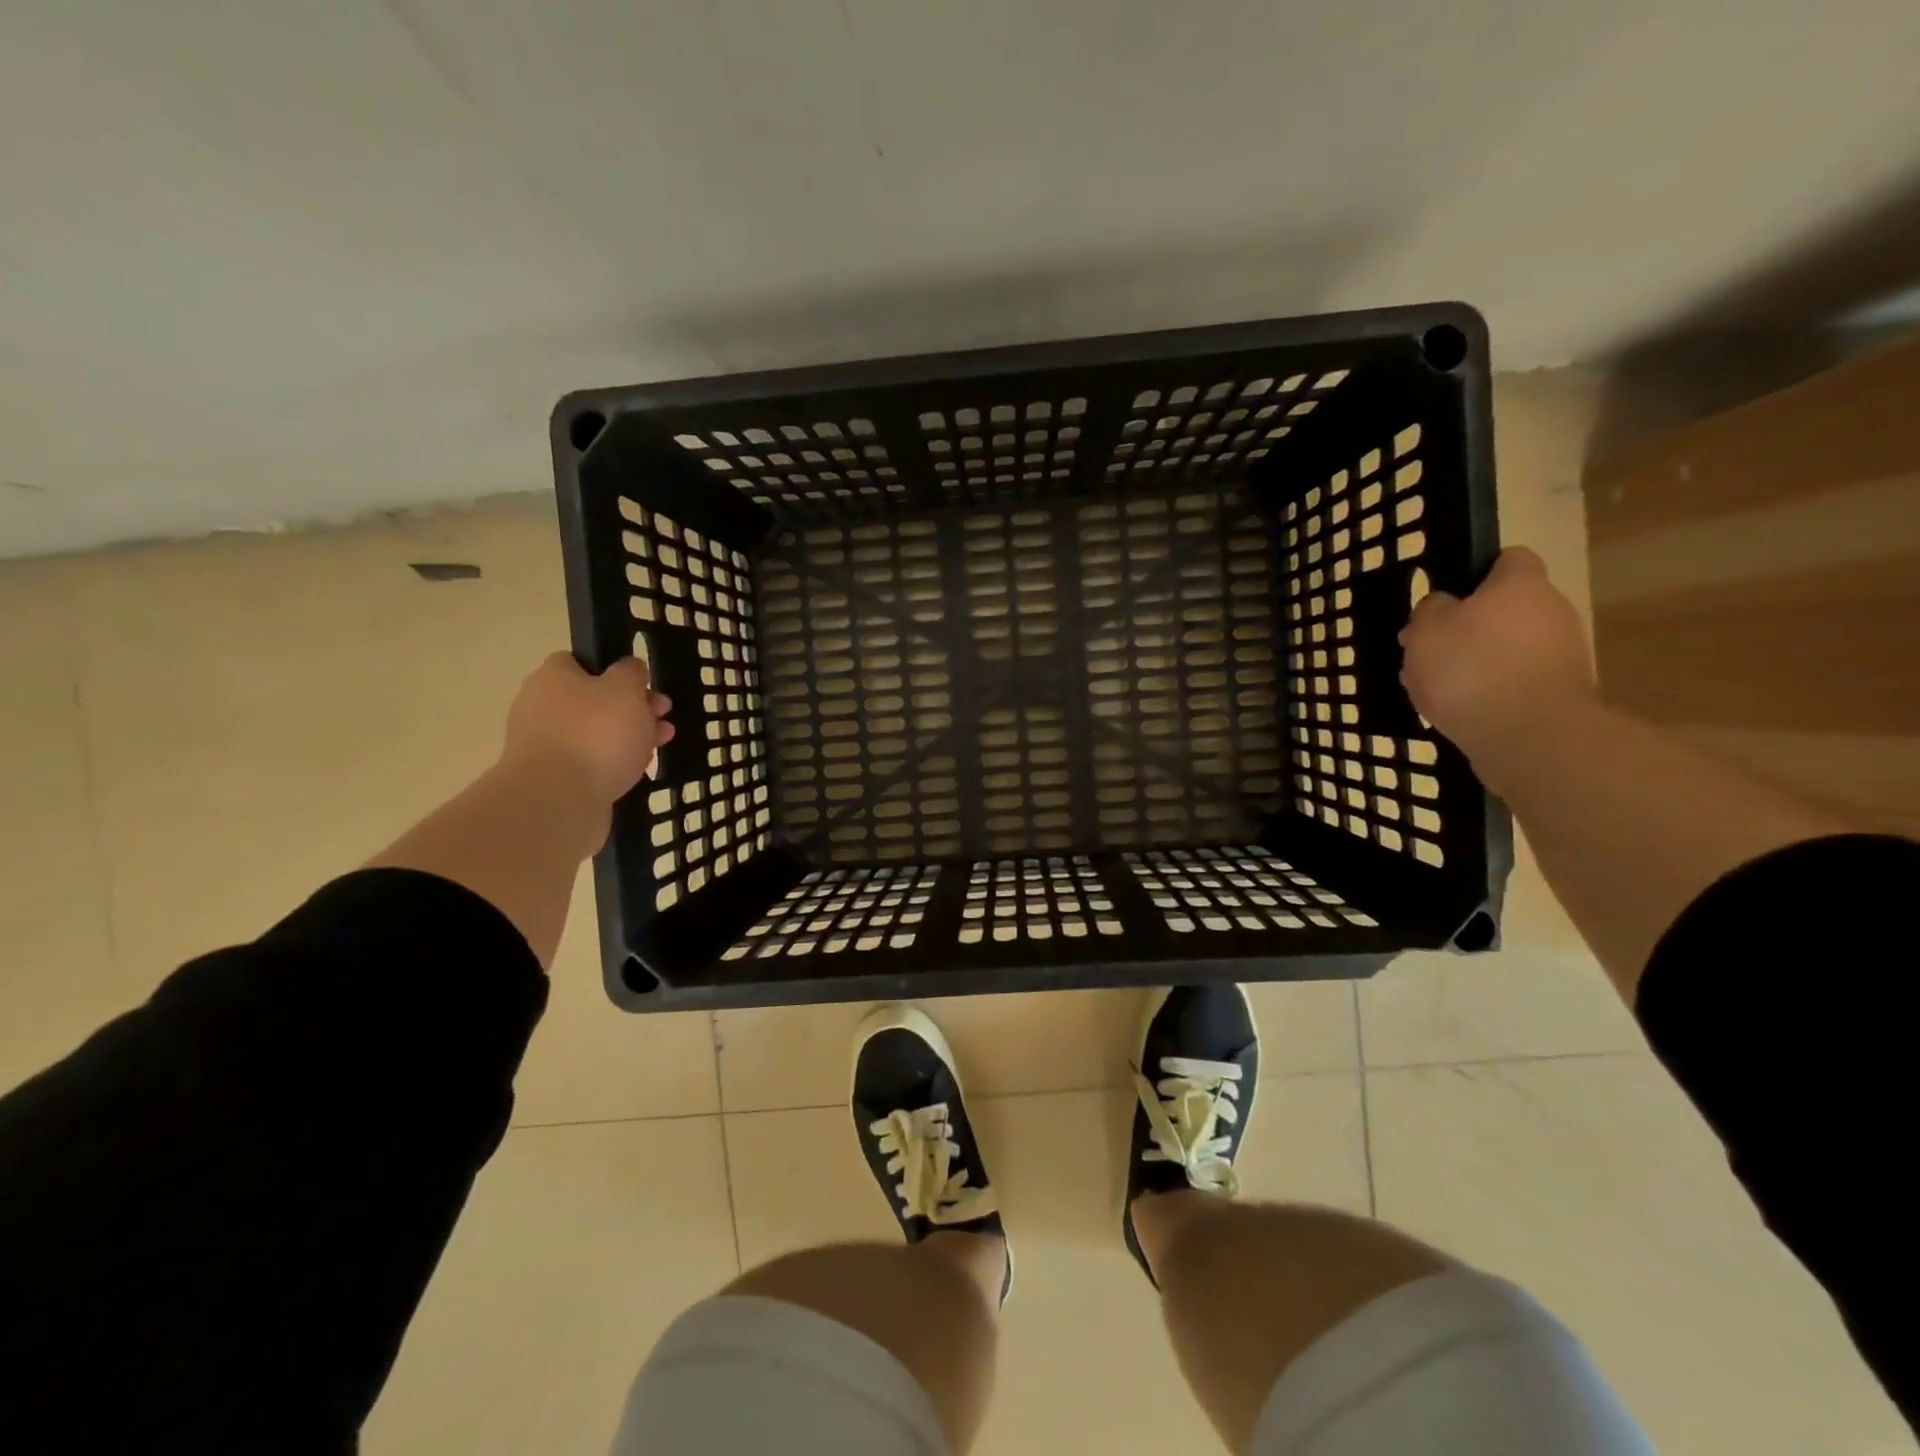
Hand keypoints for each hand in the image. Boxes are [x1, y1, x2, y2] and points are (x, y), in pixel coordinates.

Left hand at [502, 652, 673, 807]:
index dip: (616, 671)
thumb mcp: (626, 689)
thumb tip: (629, 668)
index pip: (581, 662)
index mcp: (553, 678)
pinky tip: (635, 771)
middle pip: (594, 700)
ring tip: (660, 745)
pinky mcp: (553, 778)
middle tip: (663, 717)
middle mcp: (541, 707)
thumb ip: (631, 672)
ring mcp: (545, 745)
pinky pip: (589, 763)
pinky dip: (612, 764)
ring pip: (595, 733)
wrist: (558, 801)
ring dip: (628, 737)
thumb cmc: (596, 734)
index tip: (644, 686)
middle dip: (633, 708)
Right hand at [1399, 548, 1594, 760]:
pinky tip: (1461, 709)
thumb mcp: (1426, 631)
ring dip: (1475, 661)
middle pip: (1505, 608)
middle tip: (1427, 650)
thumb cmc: (1470, 668)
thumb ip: (1429, 610)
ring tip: (1435, 687)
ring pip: (1507, 647)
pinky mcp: (1561, 692)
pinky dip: (1490, 690)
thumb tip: (1443, 605)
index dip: (1475, 572)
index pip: (1508, 558)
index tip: (1444, 597)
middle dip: (1466, 626)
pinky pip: (1516, 680)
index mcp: (1520, 585)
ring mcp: (1563, 653)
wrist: (1529, 735)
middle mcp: (1552, 610)